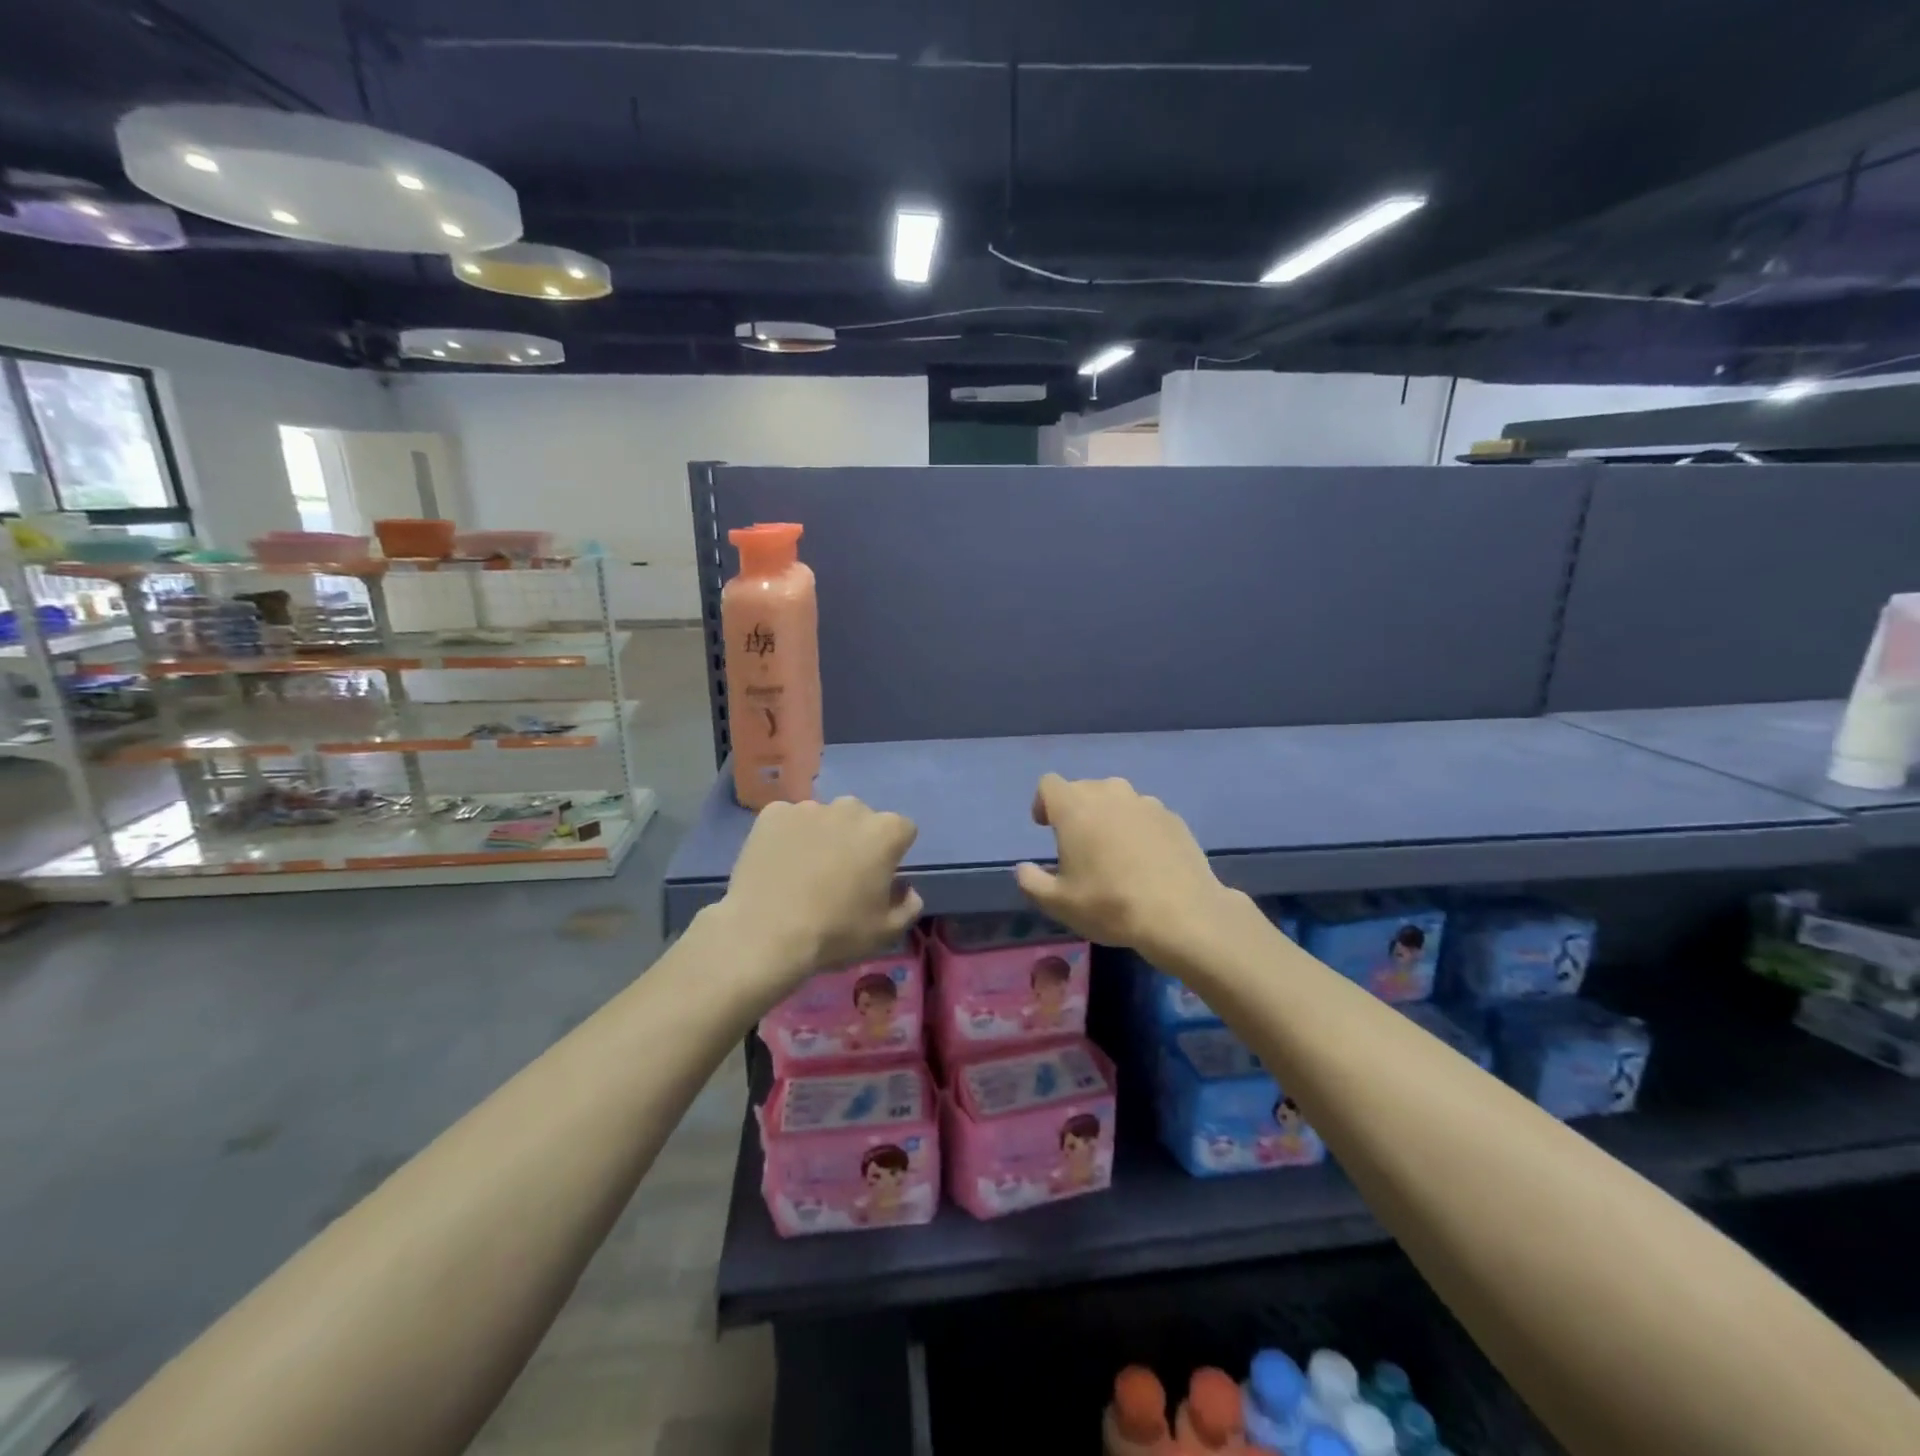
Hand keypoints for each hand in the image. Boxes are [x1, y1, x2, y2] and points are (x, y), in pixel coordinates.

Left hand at [717, 797, 923, 986]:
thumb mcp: (887, 932)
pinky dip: (788, 836)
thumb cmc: (835, 932)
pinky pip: (789, 820)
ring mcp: (809, 807)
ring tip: (804, 871)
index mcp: (885, 831)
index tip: (879, 877)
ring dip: (823, 836)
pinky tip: (779, 864)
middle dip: (857, 839)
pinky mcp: (773, 813)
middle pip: (862, 819)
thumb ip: (909, 905)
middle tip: (841, 874)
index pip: (902, 831)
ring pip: (824, 818)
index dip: (893, 854)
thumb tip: (905, 889)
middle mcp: (850, 808)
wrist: (765, 933)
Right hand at [1014, 774, 1235, 955]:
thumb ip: (1032, 881)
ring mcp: (1145, 803)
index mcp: (1075, 807)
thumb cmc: (1110, 905)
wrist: (1182, 914)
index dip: (1043, 803)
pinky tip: (1145, 861)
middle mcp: (1109, 793)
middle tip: (1079, 846)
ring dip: (1108, 817)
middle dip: (1076, 810)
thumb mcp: (1058, 903)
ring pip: (1117, 799)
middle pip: (1083, 788)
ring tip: (1114, 852)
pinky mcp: (1172, 817)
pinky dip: (1137, 828)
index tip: (1046, 828)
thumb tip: (1024, 869)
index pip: (1049, 784)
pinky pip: (1144, 814)